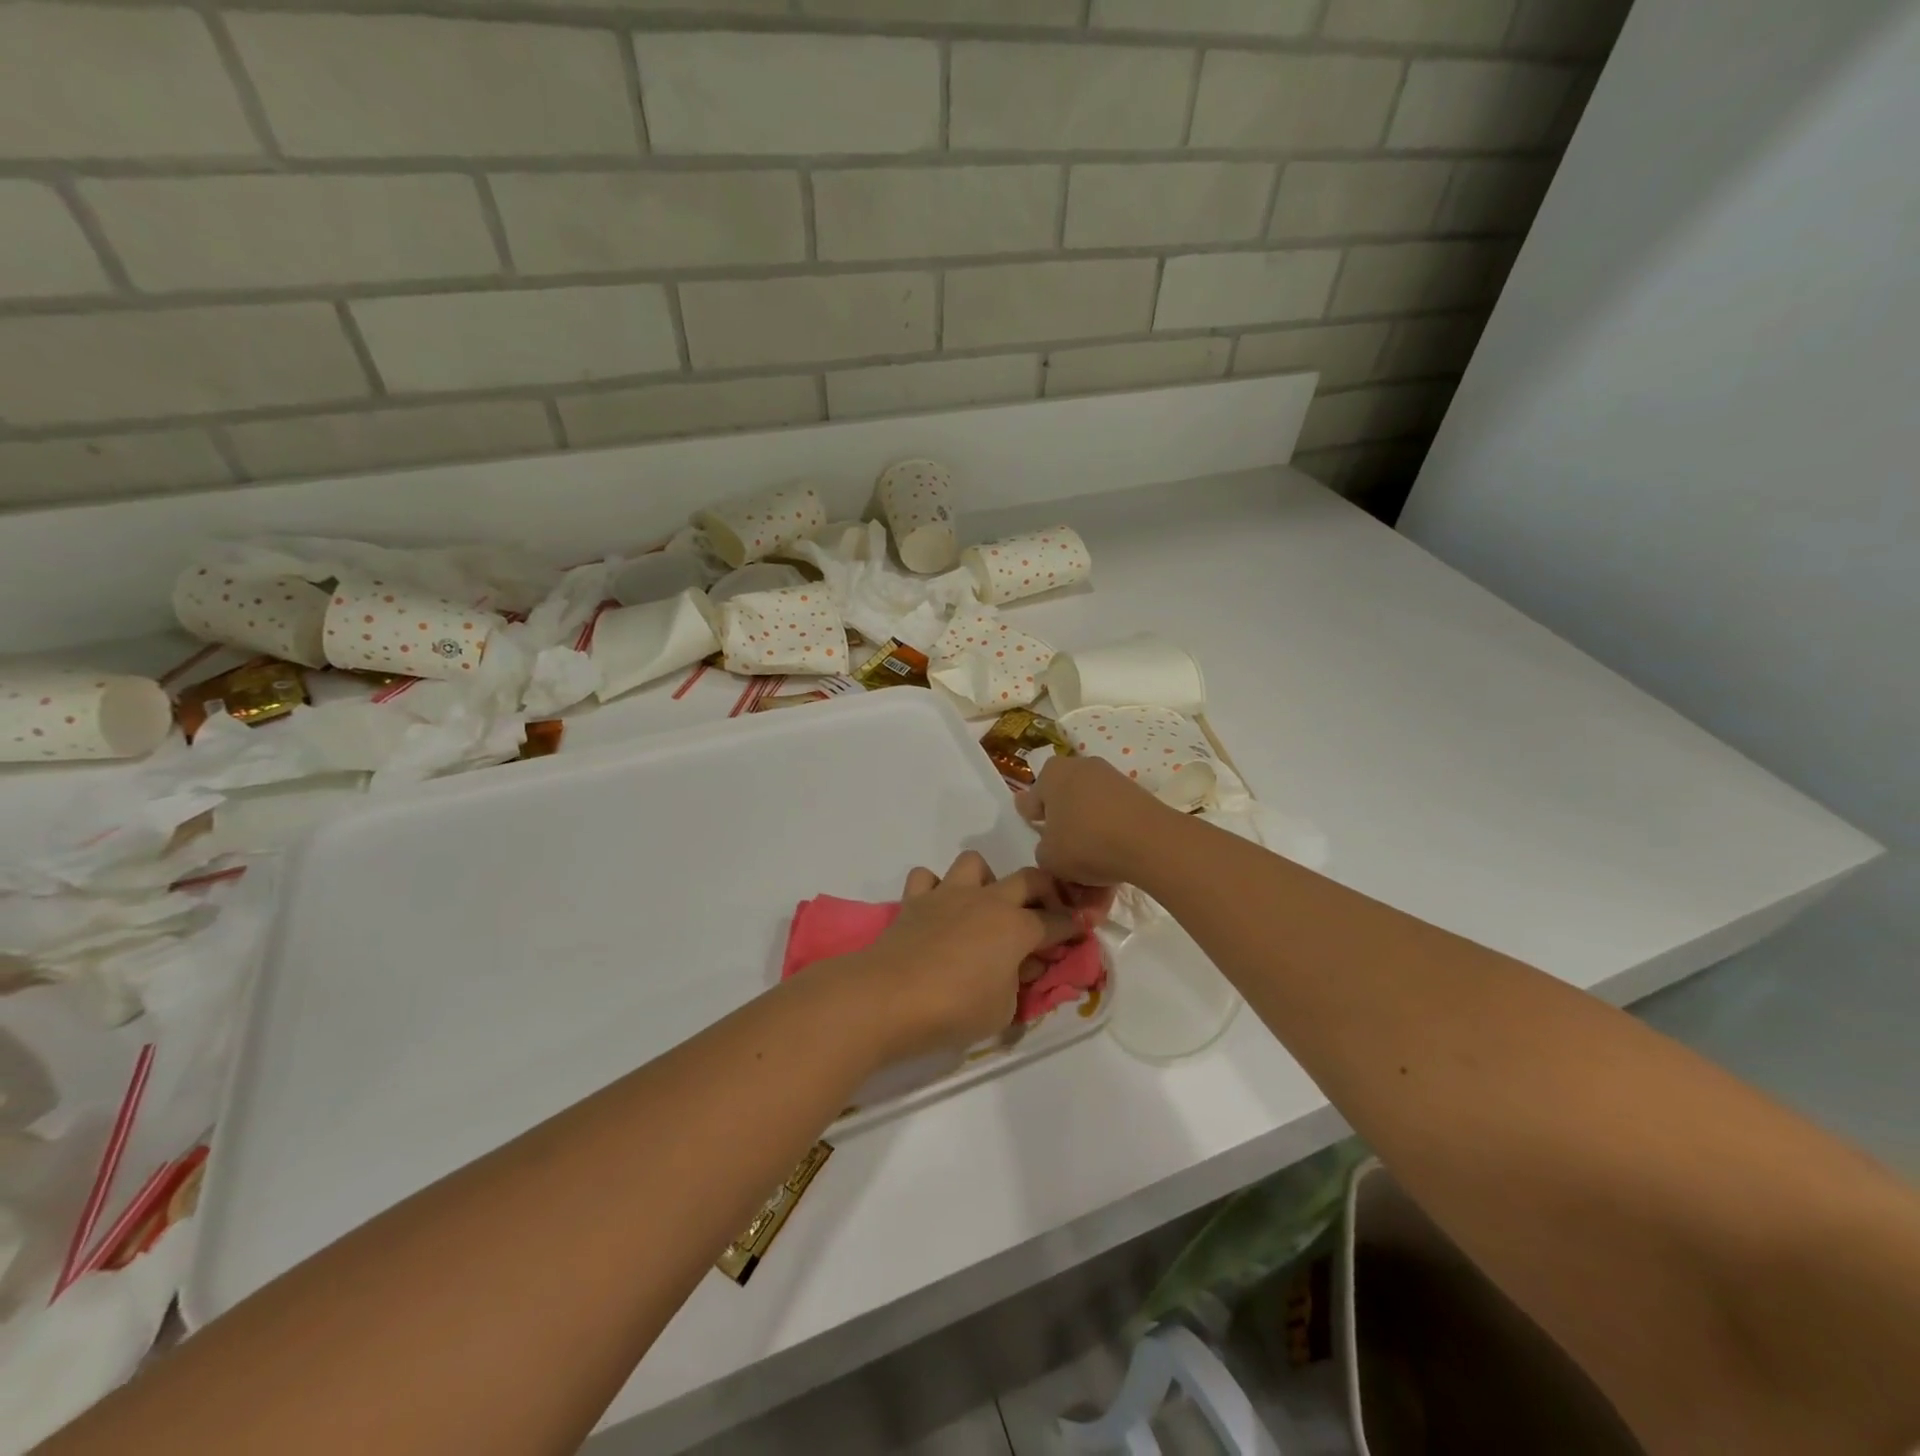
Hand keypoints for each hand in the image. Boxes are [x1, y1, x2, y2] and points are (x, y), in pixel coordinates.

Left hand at [852, 851, 1079, 1062]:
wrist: (889, 997)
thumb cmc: (954, 1009)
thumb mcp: (1003, 1010)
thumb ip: (1018, 984)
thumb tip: (1023, 965)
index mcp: (1017, 927)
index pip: (1057, 922)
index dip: (1073, 927)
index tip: (1080, 932)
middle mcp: (987, 901)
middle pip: (1028, 879)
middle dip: (1046, 890)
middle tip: (1045, 911)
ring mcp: (948, 895)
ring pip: (974, 863)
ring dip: (985, 879)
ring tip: (983, 906)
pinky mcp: (914, 901)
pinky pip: (926, 878)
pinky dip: (934, 889)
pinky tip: (937, 911)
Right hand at [1015, 755, 1174, 887]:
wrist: (1149, 842)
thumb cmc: (1086, 843)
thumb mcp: (1049, 857)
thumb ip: (1042, 849)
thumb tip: (1051, 844)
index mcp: (1051, 774)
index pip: (1032, 798)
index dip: (1031, 818)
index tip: (1036, 831)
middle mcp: (1080, 766)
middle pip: (1063, 799)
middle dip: (1061, 822)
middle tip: (1062, 849)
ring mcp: (1111, 777)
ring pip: (1089, 808)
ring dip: (1087, 830)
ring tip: (1090, 862)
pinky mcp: (1136, 792)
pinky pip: (1113, 815)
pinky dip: (1110, 833)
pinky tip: (1112, 858)